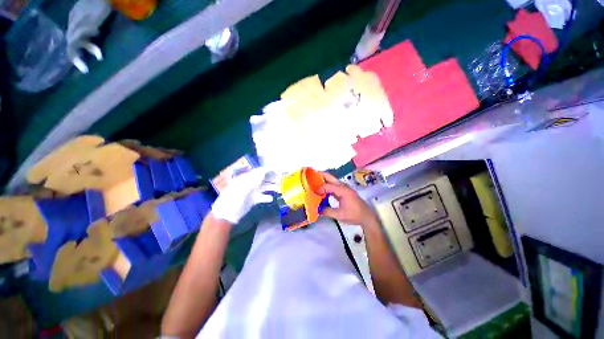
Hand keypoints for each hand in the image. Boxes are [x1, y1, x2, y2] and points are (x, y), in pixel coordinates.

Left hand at [211, 167, 276, 223]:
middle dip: (272, 179)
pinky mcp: (252, 201)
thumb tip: (264, 170)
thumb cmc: (233, 199)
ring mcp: (251, 192)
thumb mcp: (243, 187)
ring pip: (264, 188)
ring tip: (280, 189)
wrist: (226, 215)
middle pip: (263, 179)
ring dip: (272, 188)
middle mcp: (249, 184)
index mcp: (246, 178)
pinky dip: (267, 197)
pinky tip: (271, 198)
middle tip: (282, 179)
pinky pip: (262, 197)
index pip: (259, 172)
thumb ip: (254, 178)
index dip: (268, 170)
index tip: (277, 171)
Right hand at [318, 172, 378, 227]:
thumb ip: (327, 212)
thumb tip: (316, 211)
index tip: (312, 193)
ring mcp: (343, 188)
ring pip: (331, 180)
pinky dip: (326, 185)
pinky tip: (321, 191)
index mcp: (342, 190)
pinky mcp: (343, 191)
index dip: (319, 189)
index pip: (328, 186)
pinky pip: (333, 185)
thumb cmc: (354, 214)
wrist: (366, 216)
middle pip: (329, 177)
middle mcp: (342, 186)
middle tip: (310, 177)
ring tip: (313, 183)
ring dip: (322, 180)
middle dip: (319, 175)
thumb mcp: (340, 215)